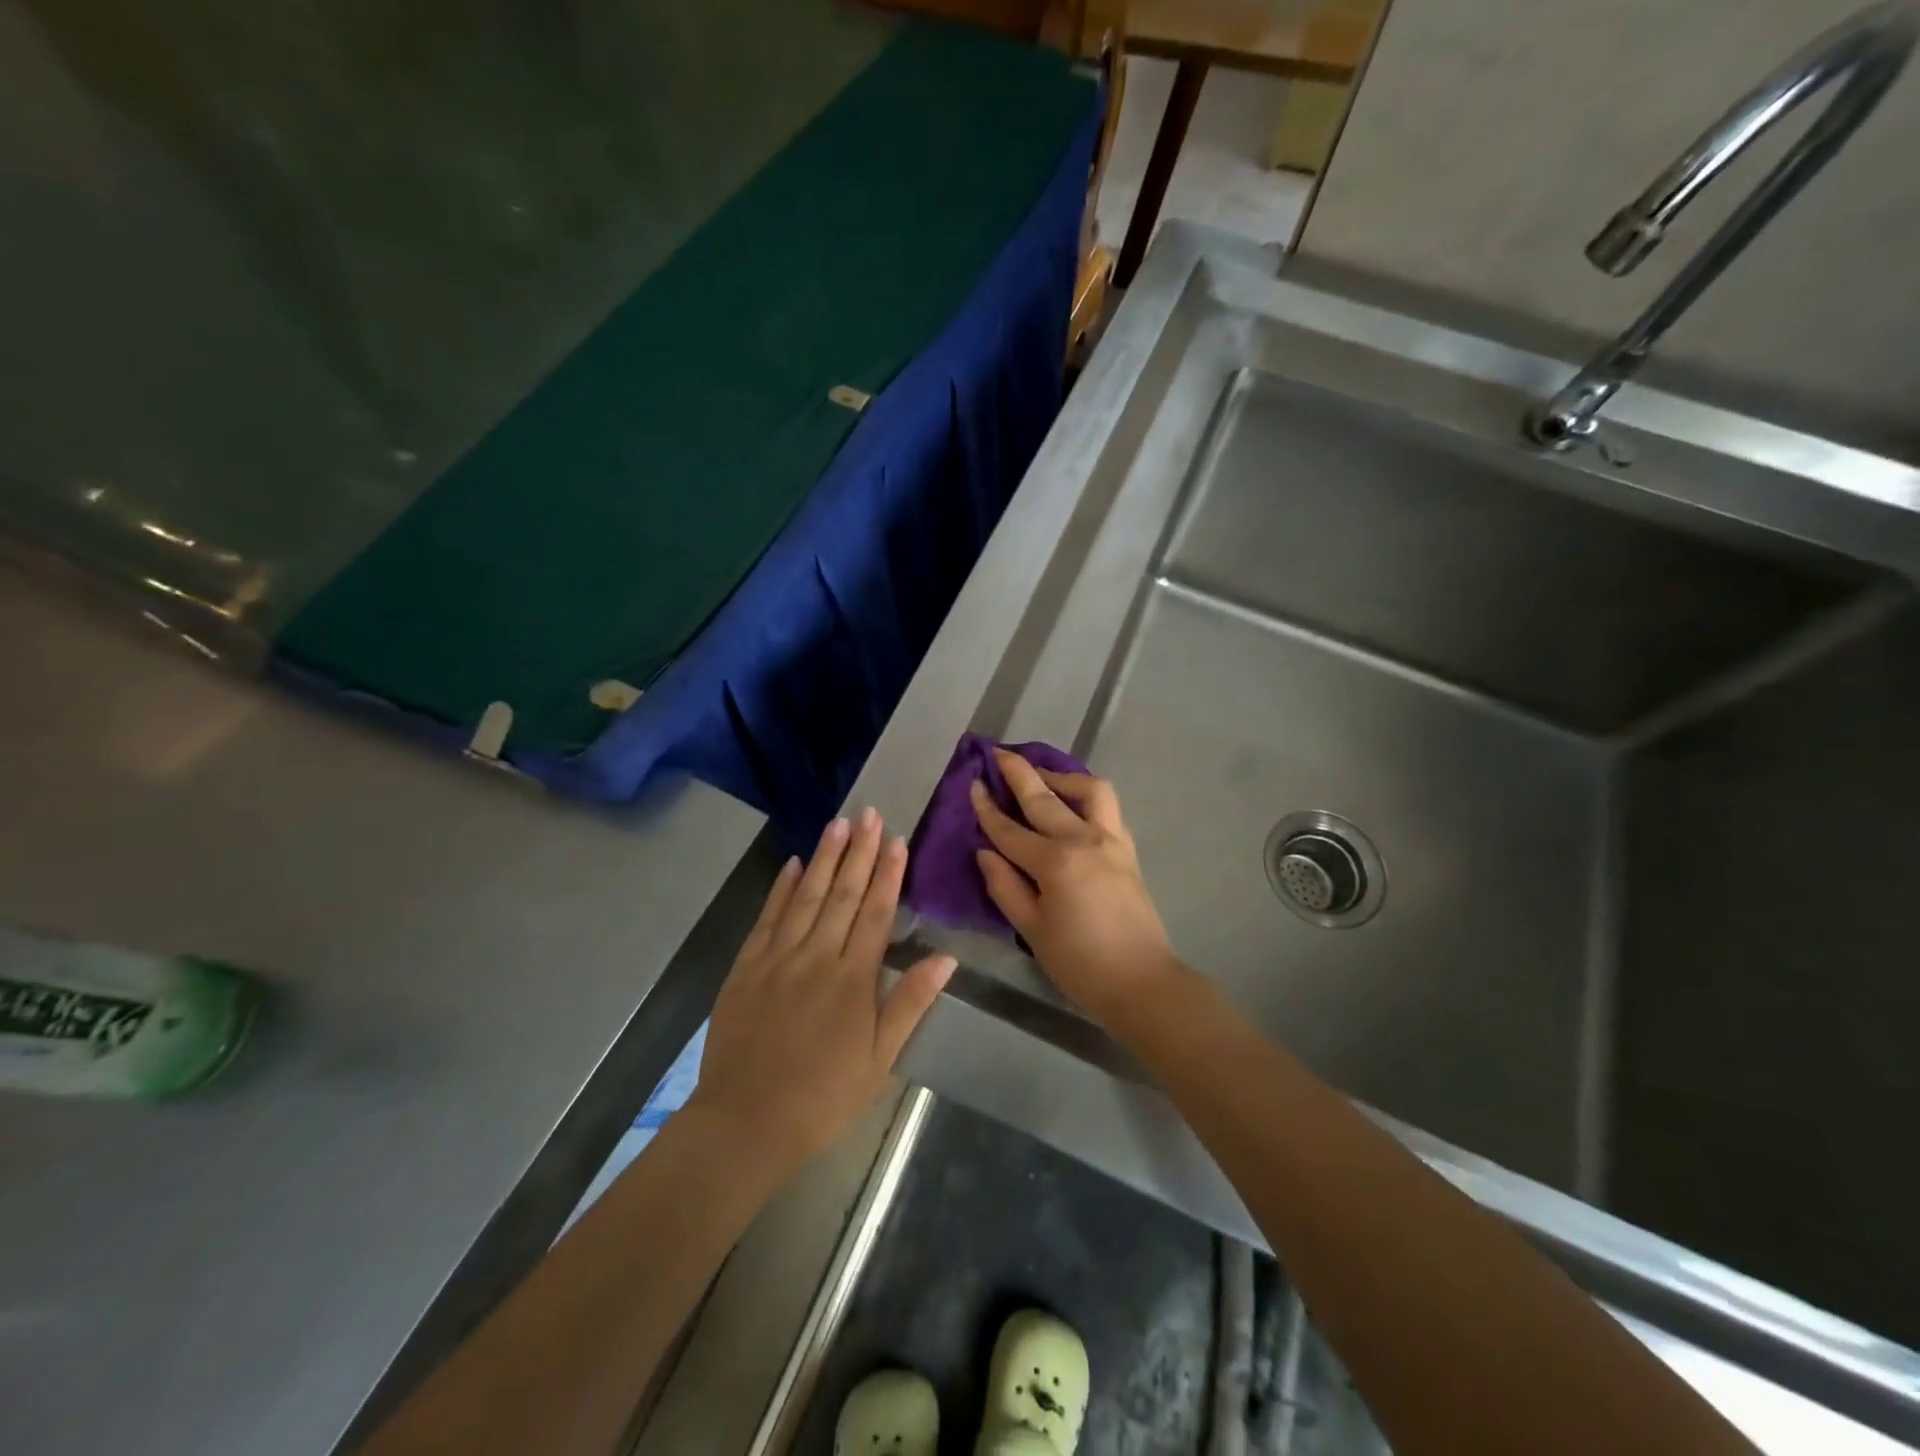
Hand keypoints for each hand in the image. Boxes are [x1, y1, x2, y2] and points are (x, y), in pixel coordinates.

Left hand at [689, 809, 954, 1183]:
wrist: (745, 1123)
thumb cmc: (823, 1097)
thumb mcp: (878, 1060)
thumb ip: (909, 1003)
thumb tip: (945, 958)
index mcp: (853, 979)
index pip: (876, 913)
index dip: (888, 873)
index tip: (897, 839)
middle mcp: (816, 957)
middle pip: (843, 894)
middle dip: (860, 851)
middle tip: (870, 813)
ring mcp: (777, 958)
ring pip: (807, 896)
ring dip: (825, 858)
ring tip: (839, 823)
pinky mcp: (746, 967)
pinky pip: (768, 918)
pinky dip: (781, 888)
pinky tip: (793, 864)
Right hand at [971, 749, 1180, 1027]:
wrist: (1142, 983)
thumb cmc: (1080, 963)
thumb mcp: (1032, 930)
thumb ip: (1005, 887)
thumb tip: (985, 852)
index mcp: (1055, 863)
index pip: (1010, 830)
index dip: (987, 808)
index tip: (972, 784)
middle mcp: (1084, 840)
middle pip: (1045, 797)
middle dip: (1018, 772)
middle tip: (999, 753)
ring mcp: (1111, 841)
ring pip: (1089, 790)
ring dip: (1062, 776)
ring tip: (1042, 777)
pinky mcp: (1127, 849)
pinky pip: (1107, 808)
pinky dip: (1086, 795)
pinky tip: (1073, 803)